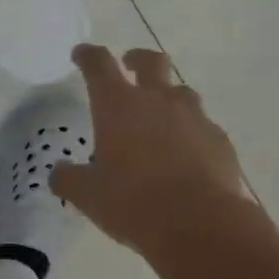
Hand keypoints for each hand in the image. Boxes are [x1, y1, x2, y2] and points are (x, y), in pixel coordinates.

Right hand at [49, 45, 255, 259]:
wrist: (199, 223)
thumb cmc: (133, 203)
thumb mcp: (88, 196)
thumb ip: (69, 180)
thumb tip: (58, 173)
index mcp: (118, 105)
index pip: (99, 65)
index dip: (88, 56)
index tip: (82, 54)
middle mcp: (157, 100)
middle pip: (151, 61)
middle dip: (137, 58)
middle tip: (130, 64)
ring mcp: (194, 117)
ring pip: (181, 92)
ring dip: (168, 96)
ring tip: (161, 117)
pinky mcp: (219, 139)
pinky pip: (203, 126)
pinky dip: (191, 133)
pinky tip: (187, 154)